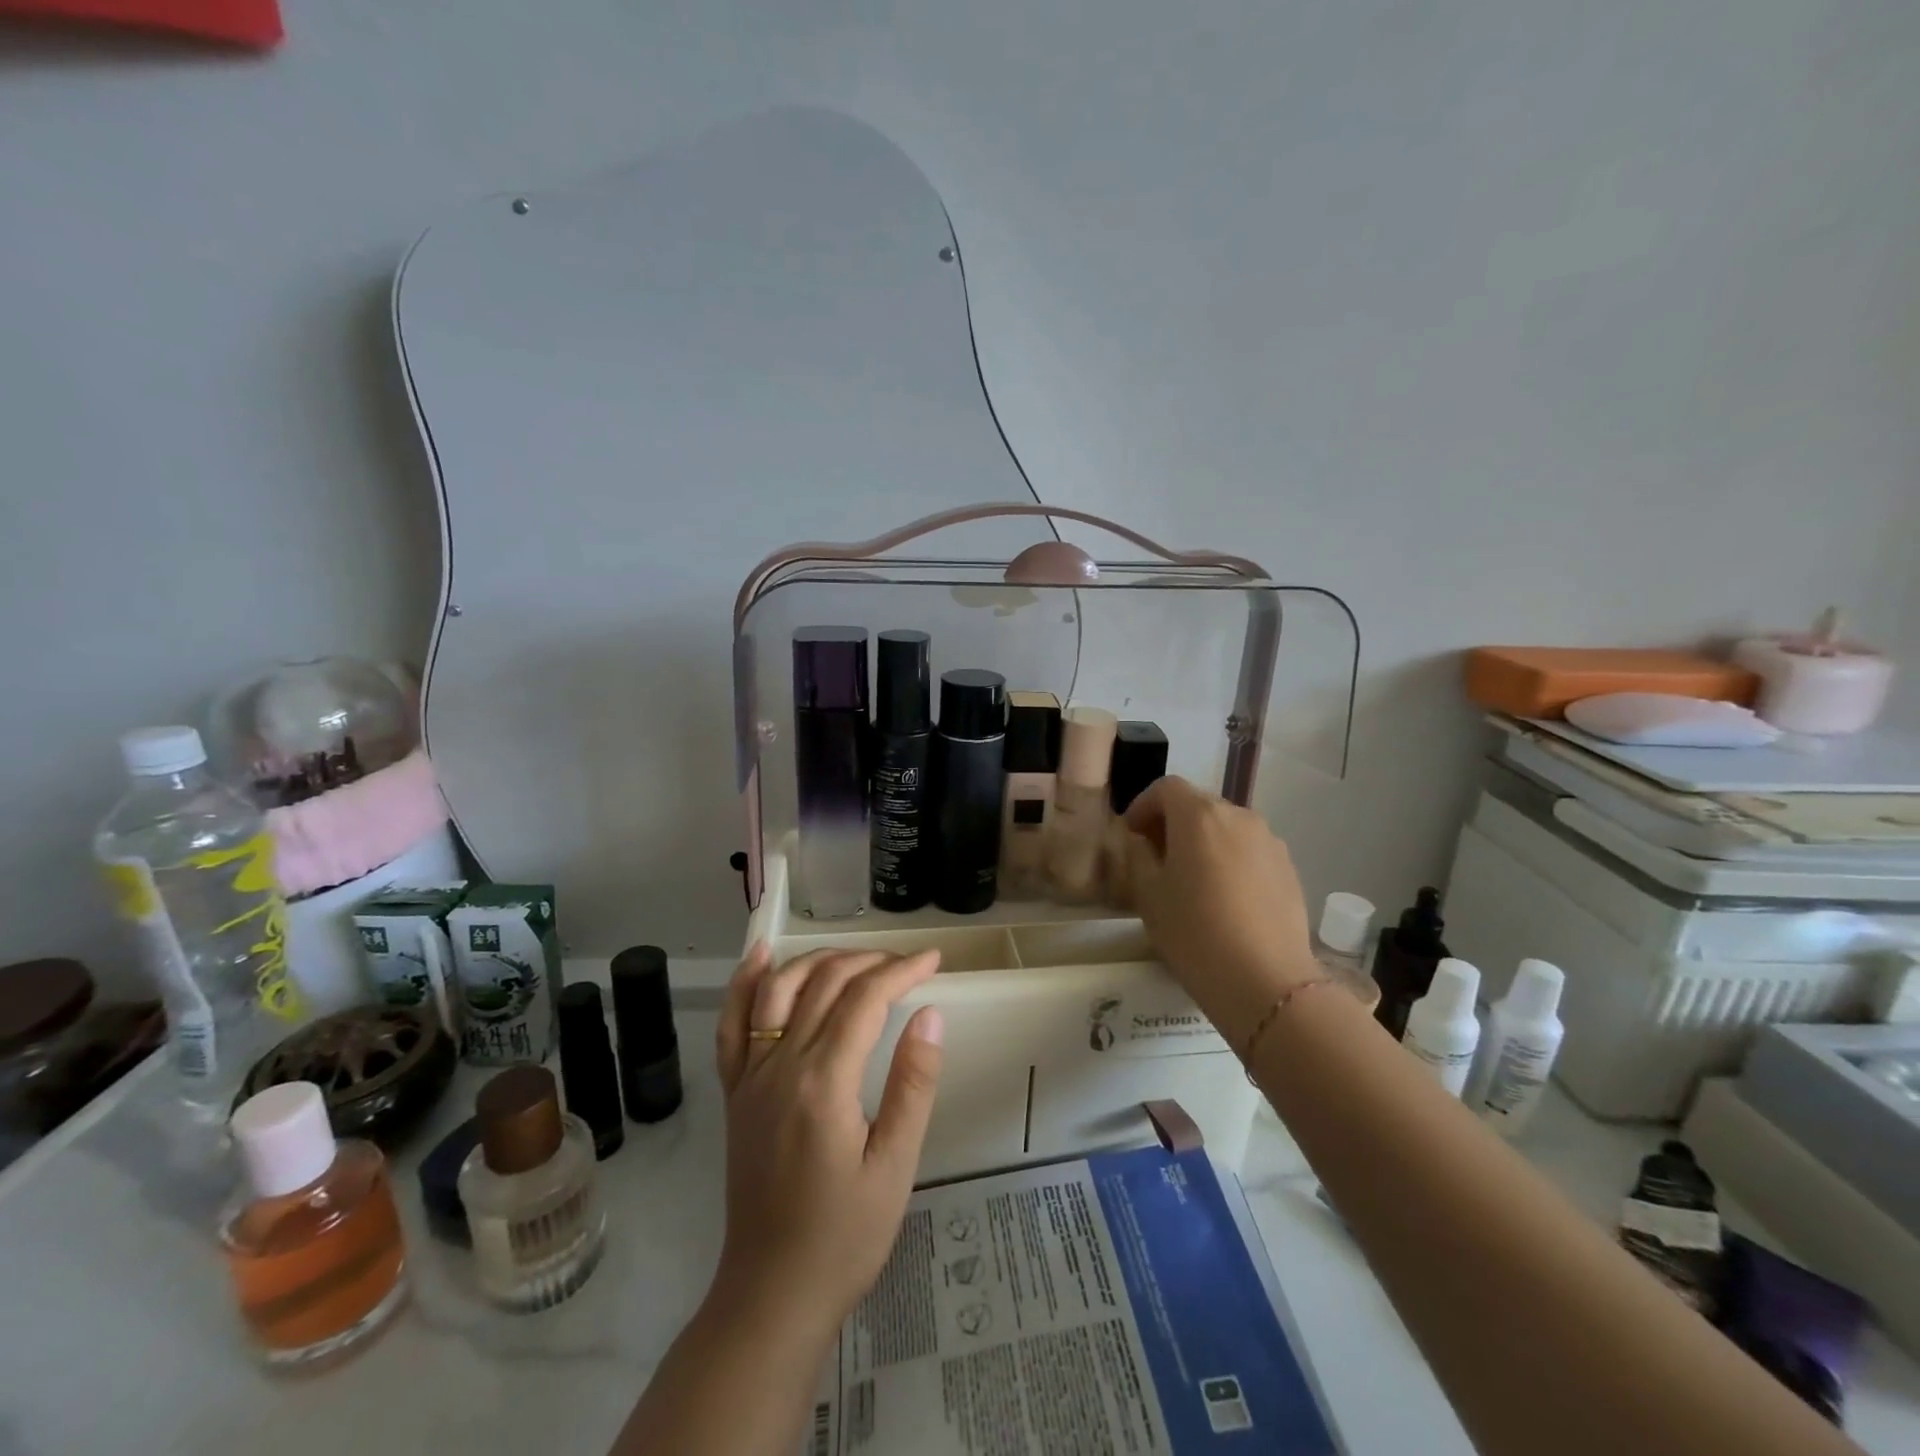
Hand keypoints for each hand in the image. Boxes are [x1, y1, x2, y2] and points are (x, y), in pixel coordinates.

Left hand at [709, 943, 944, 1335]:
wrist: (772, 1294)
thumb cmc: (845, 1237)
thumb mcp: (895, 1166)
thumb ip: (913, 1084)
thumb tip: (930, 1014)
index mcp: (823, 1082)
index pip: (865, 1000)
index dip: (901, 971)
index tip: (933, 959)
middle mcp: (780, 1065)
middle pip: (824, 983)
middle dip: (870, 962)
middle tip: (908, 964)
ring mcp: (750, 1076)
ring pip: (780, 989)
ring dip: (819, 960)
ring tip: (857, 957)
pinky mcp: (735, 1091)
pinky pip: (732, 1024)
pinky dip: (746, 982)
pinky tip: (762, 955)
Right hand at [1119, 776, 1319, 1045]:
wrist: (1265, 982)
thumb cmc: (1194, 933)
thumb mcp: (1148, 894)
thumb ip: (1140, 856)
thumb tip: (1144, 842)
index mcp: (1199, 815)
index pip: (1166, 788)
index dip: (1143, 805)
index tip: (1131, 834)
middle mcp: (1238, 816)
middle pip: (1198, 804)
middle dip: (1173, 822)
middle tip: (1156, 856)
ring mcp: (1269, 841)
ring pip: (1226, 828)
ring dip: (1204, 841)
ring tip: (1191, 879)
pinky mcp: (1289, 868)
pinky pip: (1249, 850)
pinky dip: (1230, 860)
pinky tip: (1223, 898)